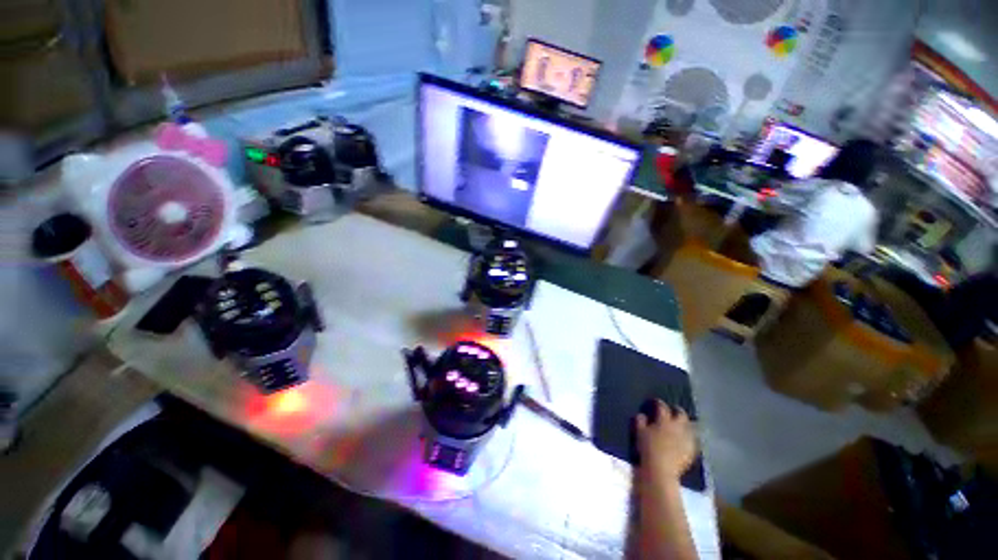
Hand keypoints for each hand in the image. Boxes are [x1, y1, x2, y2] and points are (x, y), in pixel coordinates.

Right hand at [636, 400, 696, 481]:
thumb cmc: (647, 449)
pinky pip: (693, 440)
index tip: (655, 402)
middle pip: (681, 414)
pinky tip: (685, 439)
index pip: (662, 407)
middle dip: (677, 410)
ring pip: (689, 426)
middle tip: (673, 410)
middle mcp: (678, 427)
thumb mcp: (638, 432)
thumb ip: (640, 421)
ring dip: (685, 424)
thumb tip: (642, 415)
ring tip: (680, 425)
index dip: (659, 403)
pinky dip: (689, 437)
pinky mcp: (691, 451)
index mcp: (664, 421)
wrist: (660, 471)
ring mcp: (686, 439)